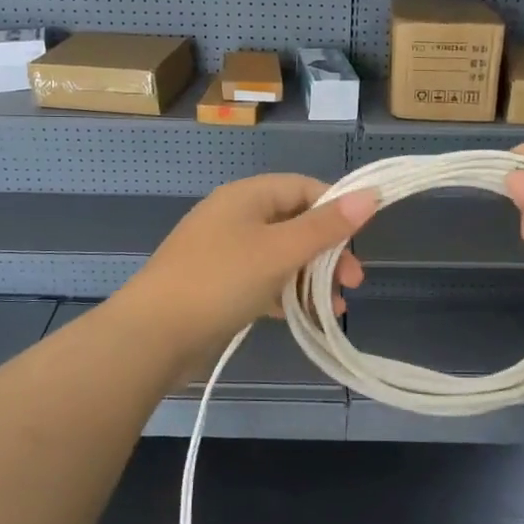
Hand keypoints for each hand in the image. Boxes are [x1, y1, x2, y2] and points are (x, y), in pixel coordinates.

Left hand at [116, 174, 376, 367]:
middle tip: (353, 283)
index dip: (337, 209)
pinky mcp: (218, 285)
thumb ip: (326, 226)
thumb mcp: (280, 251)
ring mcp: (224, 252)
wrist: (152, 335)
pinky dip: (286, 295)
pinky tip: (304, 317)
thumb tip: (371, 194)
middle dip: (328, 252)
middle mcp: (235, 217)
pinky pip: (262, 281)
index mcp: (247, 196)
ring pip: (281, 256)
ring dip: (311, 278)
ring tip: (335, 308)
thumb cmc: (220, 281)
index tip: (360, 241)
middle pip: (295, 223)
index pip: (304, 188)